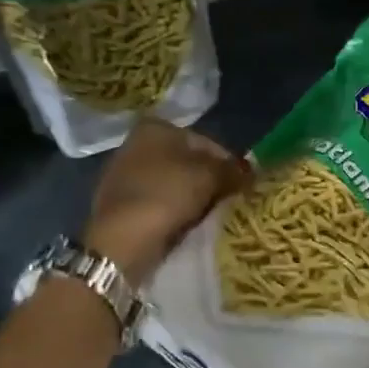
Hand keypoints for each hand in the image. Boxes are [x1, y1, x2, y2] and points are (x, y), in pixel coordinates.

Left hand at [83, 120, 248, 284]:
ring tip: (212, 217)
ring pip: (175, 183)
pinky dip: (175, 210)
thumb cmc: (167, 195)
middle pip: (189, 162)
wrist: (122, 239)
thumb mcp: (209, 176)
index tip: (244, 186)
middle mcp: (136, 143)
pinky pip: (159, 201)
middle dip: (211, 181)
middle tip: (231, 202)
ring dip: (194, 198)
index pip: (207, 143)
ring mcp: (125, 174)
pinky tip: (187, 225)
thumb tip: (247, 173)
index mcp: (156, 128)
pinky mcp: (120, 202)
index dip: (229, 164)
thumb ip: (231, 170)